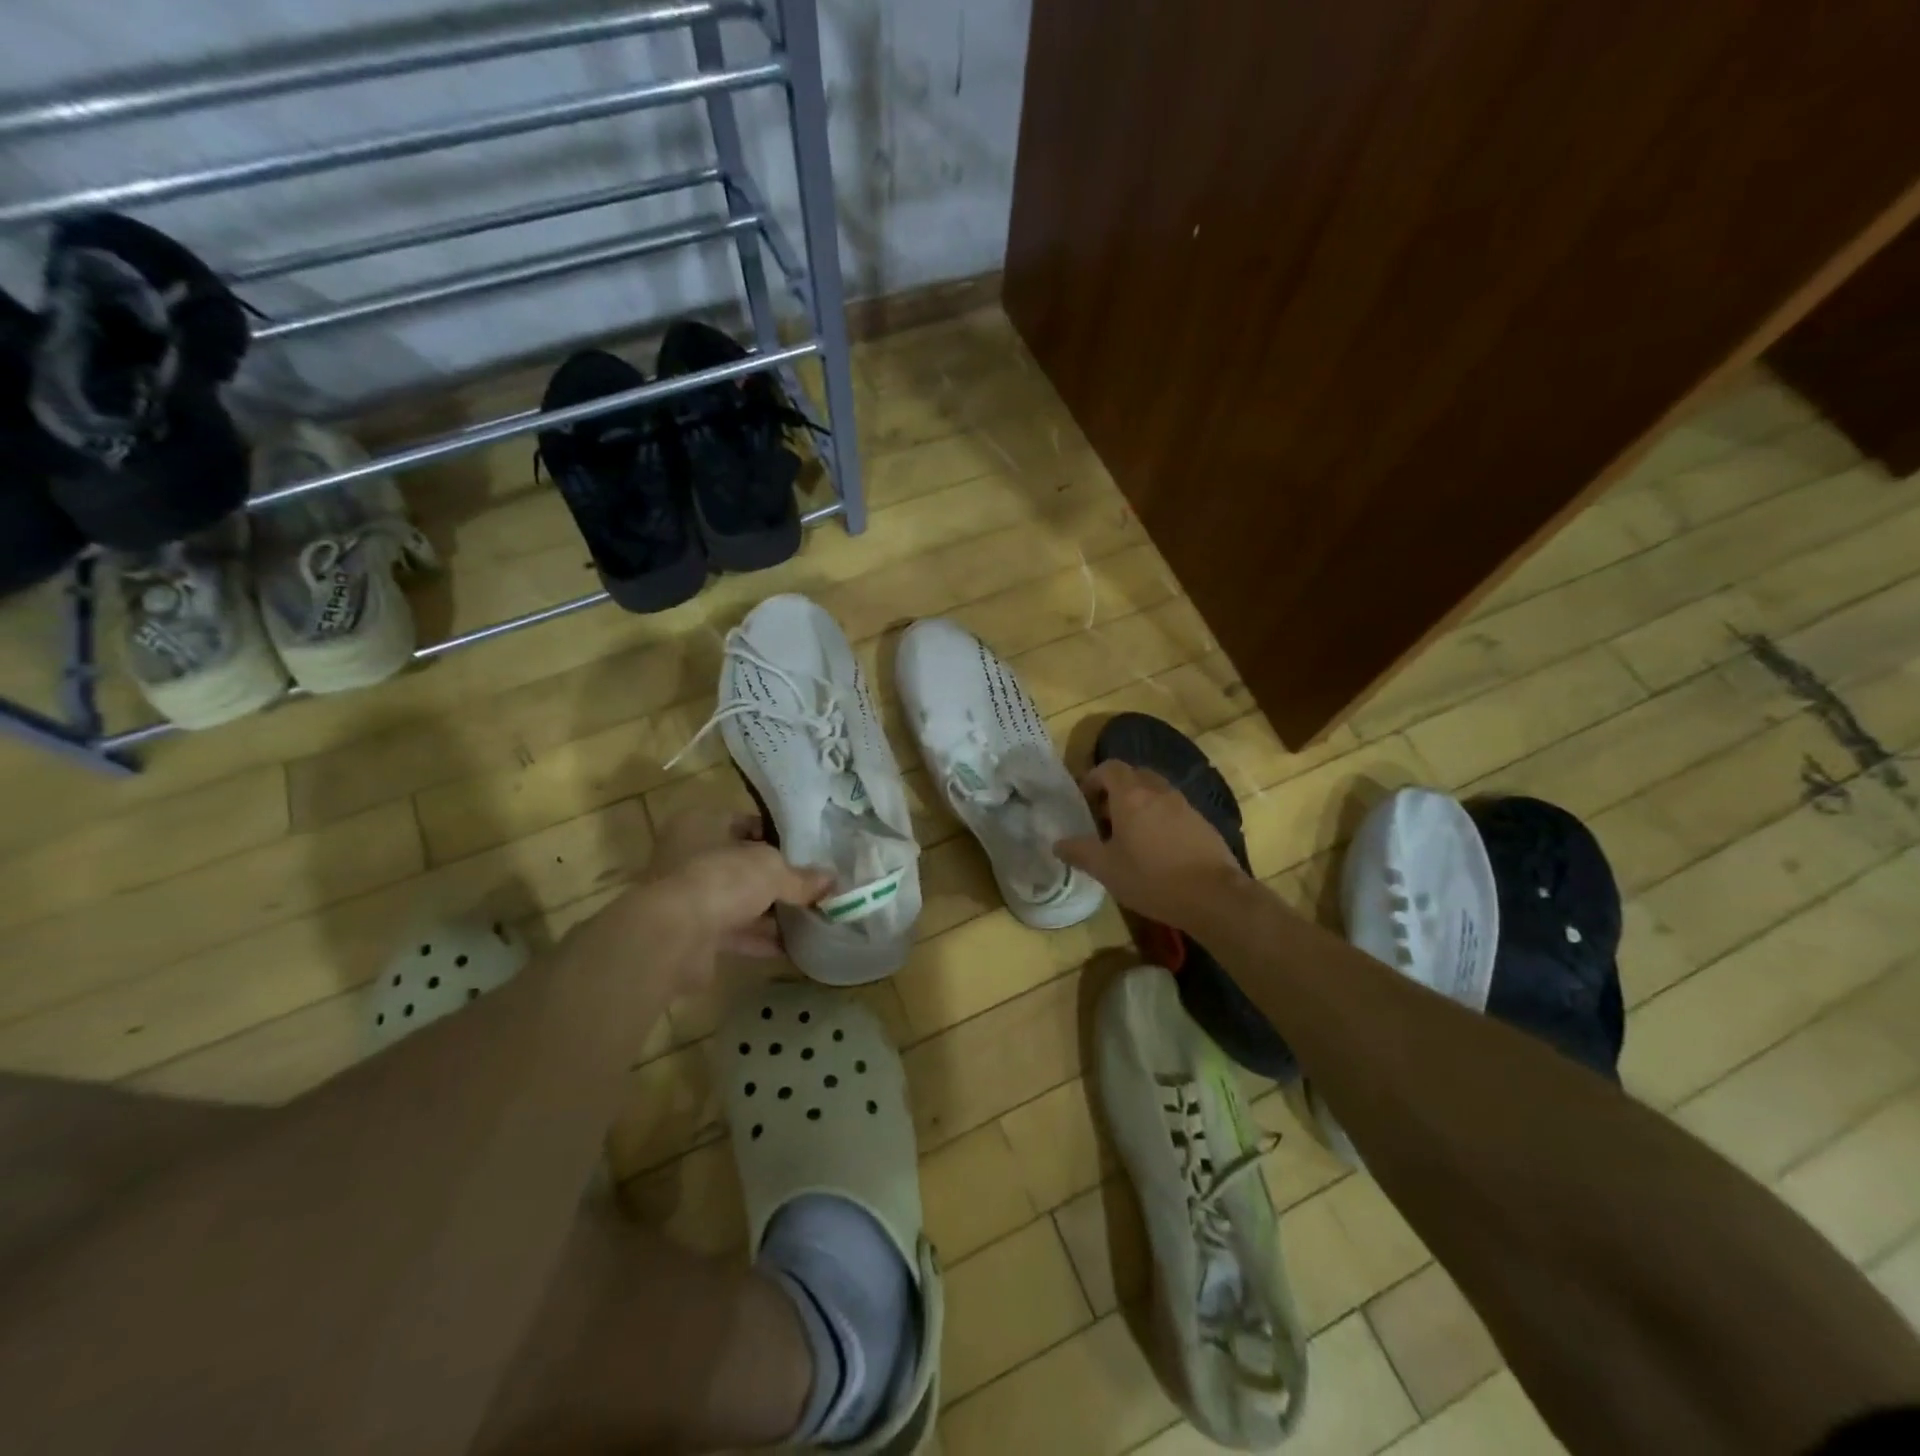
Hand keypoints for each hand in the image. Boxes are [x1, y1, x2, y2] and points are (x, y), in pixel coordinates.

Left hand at [641, 808, 832, 957]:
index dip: (779, 836)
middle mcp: (689, 855)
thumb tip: (833, 881)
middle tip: (813, 885)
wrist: (672, 937)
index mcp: (701, 823)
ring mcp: (688, 896)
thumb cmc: (721, 880)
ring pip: (737, 899)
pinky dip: (760, 938)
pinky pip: (733, 931)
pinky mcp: (691, 933)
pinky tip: (793, 946)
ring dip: (769, 910)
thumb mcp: (772, 869)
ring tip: (810, 916)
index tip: (809, 851)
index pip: (746, 822)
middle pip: (742, 863)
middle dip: (776, 877)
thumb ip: (802, 877)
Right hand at [1055, 760, 1248, 930]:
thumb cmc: (1151, 878)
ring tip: (1129, 835)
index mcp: (1131, 796)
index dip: (1093, 778)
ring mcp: (1183, 805)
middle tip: (1104, 817)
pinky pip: (1173, 809)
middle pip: (1133, 776)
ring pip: (1155, 792)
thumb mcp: (1106, 869)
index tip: (1085, 801)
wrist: (1213, 895)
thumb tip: (1058, 844)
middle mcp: (1158, 791)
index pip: (1109, 768)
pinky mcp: (1201, 822)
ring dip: (1139, 804)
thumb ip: (1079, 852)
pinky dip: (1159, 818)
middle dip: (1116, 790)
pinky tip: (1157, 849)